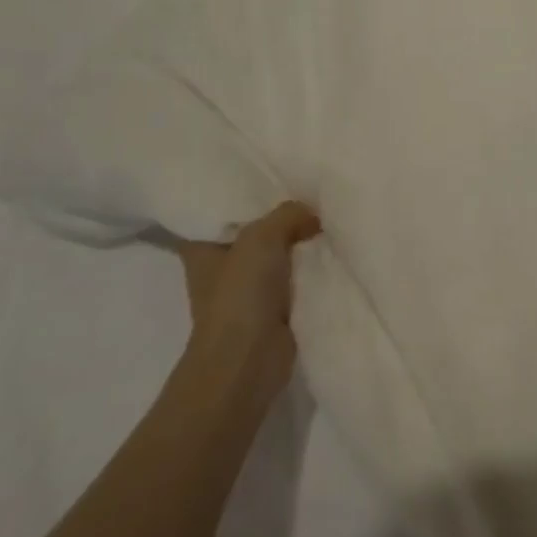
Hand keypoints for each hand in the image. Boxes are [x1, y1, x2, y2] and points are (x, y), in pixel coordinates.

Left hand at [172, 202, 320, 389]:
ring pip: (279, 254)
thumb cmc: (240, 294)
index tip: (272, 175)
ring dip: (300, 244)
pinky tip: (334, 250)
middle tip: (312, 191)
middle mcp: (221, 267)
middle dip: (281, 216)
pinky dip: (311, 269)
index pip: (217, 212)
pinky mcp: (273, 310)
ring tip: (330, 216)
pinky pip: (296, 278)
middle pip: (255, 230)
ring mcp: (247, 291)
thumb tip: (313, 216)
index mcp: (202, 249)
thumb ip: (289, 214)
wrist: (248, 361)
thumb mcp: (262, 236)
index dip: (242, 193)